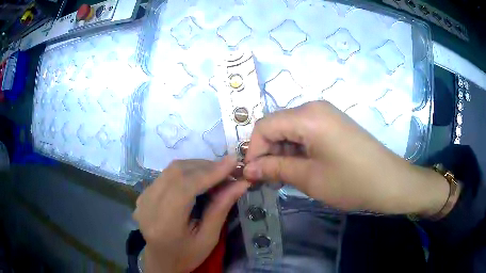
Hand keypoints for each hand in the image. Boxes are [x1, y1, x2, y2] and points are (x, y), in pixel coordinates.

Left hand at [133, 157, 248, 272]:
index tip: (233, 161)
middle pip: (177, 172)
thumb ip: (222, 208)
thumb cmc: (187, 255)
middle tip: (228, 170)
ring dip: (197, 167)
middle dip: (206, 167)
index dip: (210, 172)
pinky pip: (167, 174)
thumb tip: (241, 182)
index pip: (185, 187)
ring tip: (217, 174)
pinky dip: (187, 172)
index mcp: (164, 224)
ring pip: (172, 169)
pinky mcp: (143, 194)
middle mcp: (148, 206)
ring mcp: (143, 198)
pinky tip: (199, 178)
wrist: (161, 261)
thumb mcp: (209, 238)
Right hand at [243, 101, 448, 215]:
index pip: (264, 126)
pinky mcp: (333, 123)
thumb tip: (248, 168)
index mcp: (307, 116)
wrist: (389, 181)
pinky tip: (301, 168)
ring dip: (282, 153)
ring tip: (285, 177)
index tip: (253, 174)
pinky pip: (305, 132)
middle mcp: (314, 108)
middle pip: (277, 126)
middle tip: (268, 179)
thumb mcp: (309, 178)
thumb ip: (275, 169)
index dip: (254, 150)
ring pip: (290, 130)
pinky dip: (297, 150)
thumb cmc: (351, 181)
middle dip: (268, 152)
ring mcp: (326, 114)